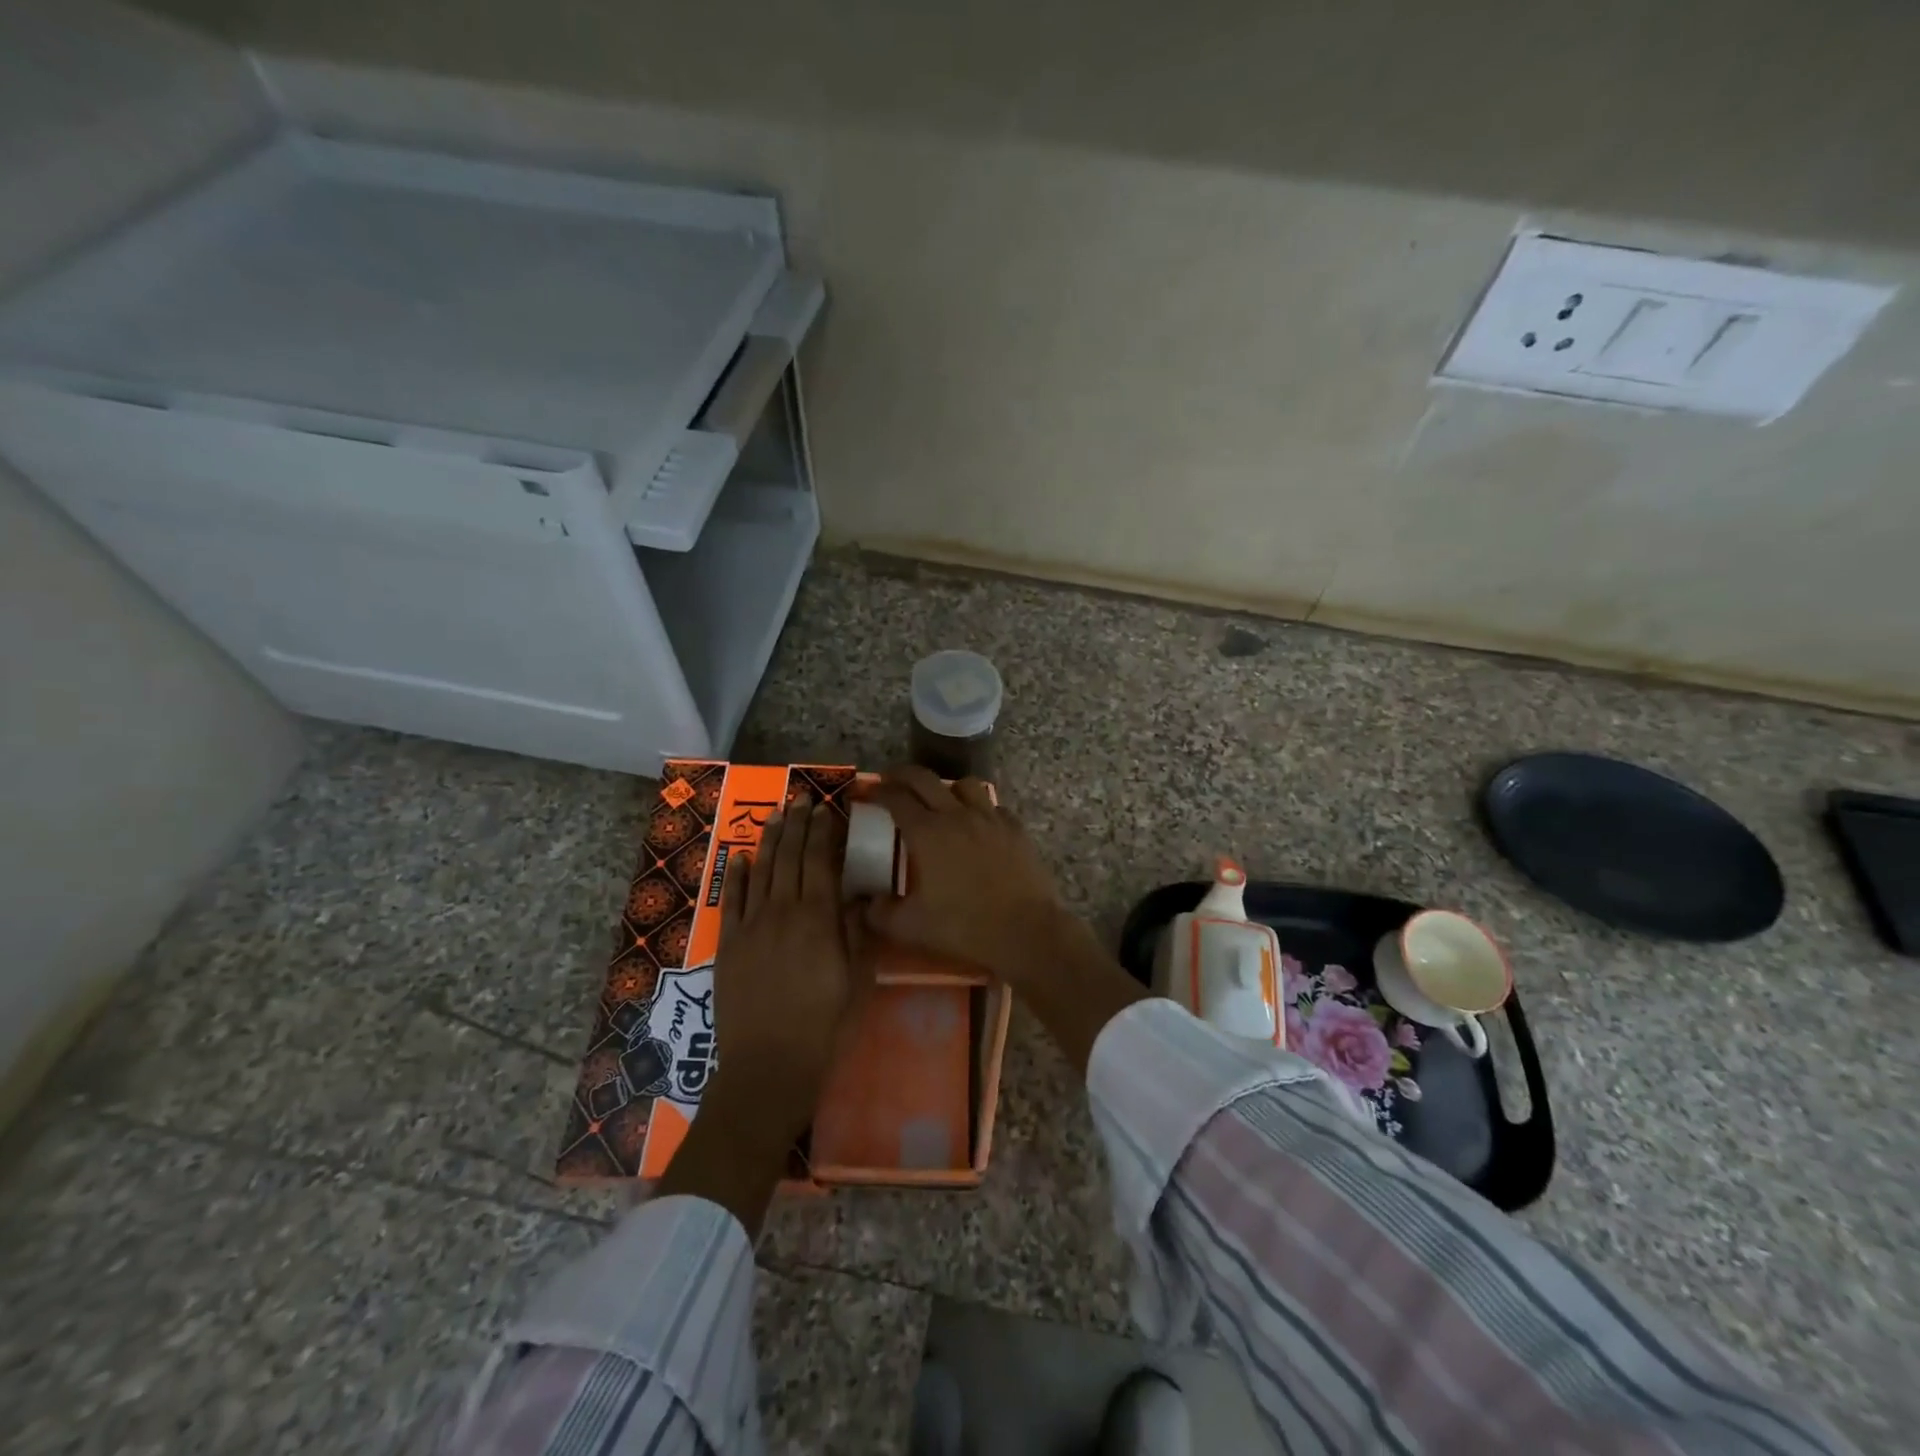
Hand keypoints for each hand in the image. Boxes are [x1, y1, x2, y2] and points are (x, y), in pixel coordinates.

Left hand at [708, 795, 869, 1126]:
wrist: (769, 1066)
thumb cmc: (824, 1024)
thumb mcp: (855, 977)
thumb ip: (857, 931)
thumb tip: (861, 895)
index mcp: (817, 918)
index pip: (819, 861)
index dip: (822, 832)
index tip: (826, 809)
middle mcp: (782, 911)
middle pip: (789, 857)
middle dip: (797, 824)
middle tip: (801, 798)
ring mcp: (751, 926)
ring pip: (760, 871)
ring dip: (768, 840)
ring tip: (776, 814)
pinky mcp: (728, 945)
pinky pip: (731, 900)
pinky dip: (736, 876)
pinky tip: (740, 857)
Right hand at [863, 767, 1073, 986]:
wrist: (1026, 932)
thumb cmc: (964, 927)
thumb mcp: (910, 928)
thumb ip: (879, 914)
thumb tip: (862, 904)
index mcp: (927, 833)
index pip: (896, 798)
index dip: (878, 791)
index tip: (867, 792)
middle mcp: (957, 815)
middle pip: (925, 779)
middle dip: (903, 775)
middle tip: (891, 781)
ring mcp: (990, 818)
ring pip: (964, 784)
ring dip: (945, 787)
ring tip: (940, 801)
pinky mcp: (1015, 828)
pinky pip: (993, 806)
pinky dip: (979, 808)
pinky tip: (978, 824)